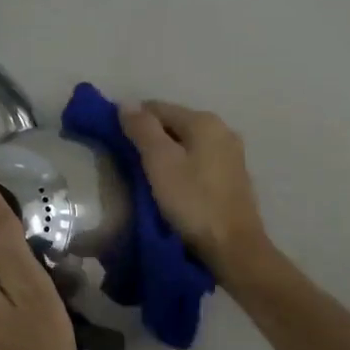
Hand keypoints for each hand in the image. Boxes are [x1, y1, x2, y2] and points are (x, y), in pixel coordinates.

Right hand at [119, 100, 273, 288]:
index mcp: (204, 121)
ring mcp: (232, 154)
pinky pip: (200, 162)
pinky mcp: (234, 178)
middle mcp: (223, 130)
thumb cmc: (193, 202)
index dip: (133, 121)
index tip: (115, 142)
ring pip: (188, 144)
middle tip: (129, 163)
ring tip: (148, 177)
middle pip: (175, 124)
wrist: (233, 247)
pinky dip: (183, 168)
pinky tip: (174, 187)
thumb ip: (143, 129)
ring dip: (167, 154)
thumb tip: (126, 102)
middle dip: (151, 138)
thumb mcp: (160, 163)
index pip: (158, 108)